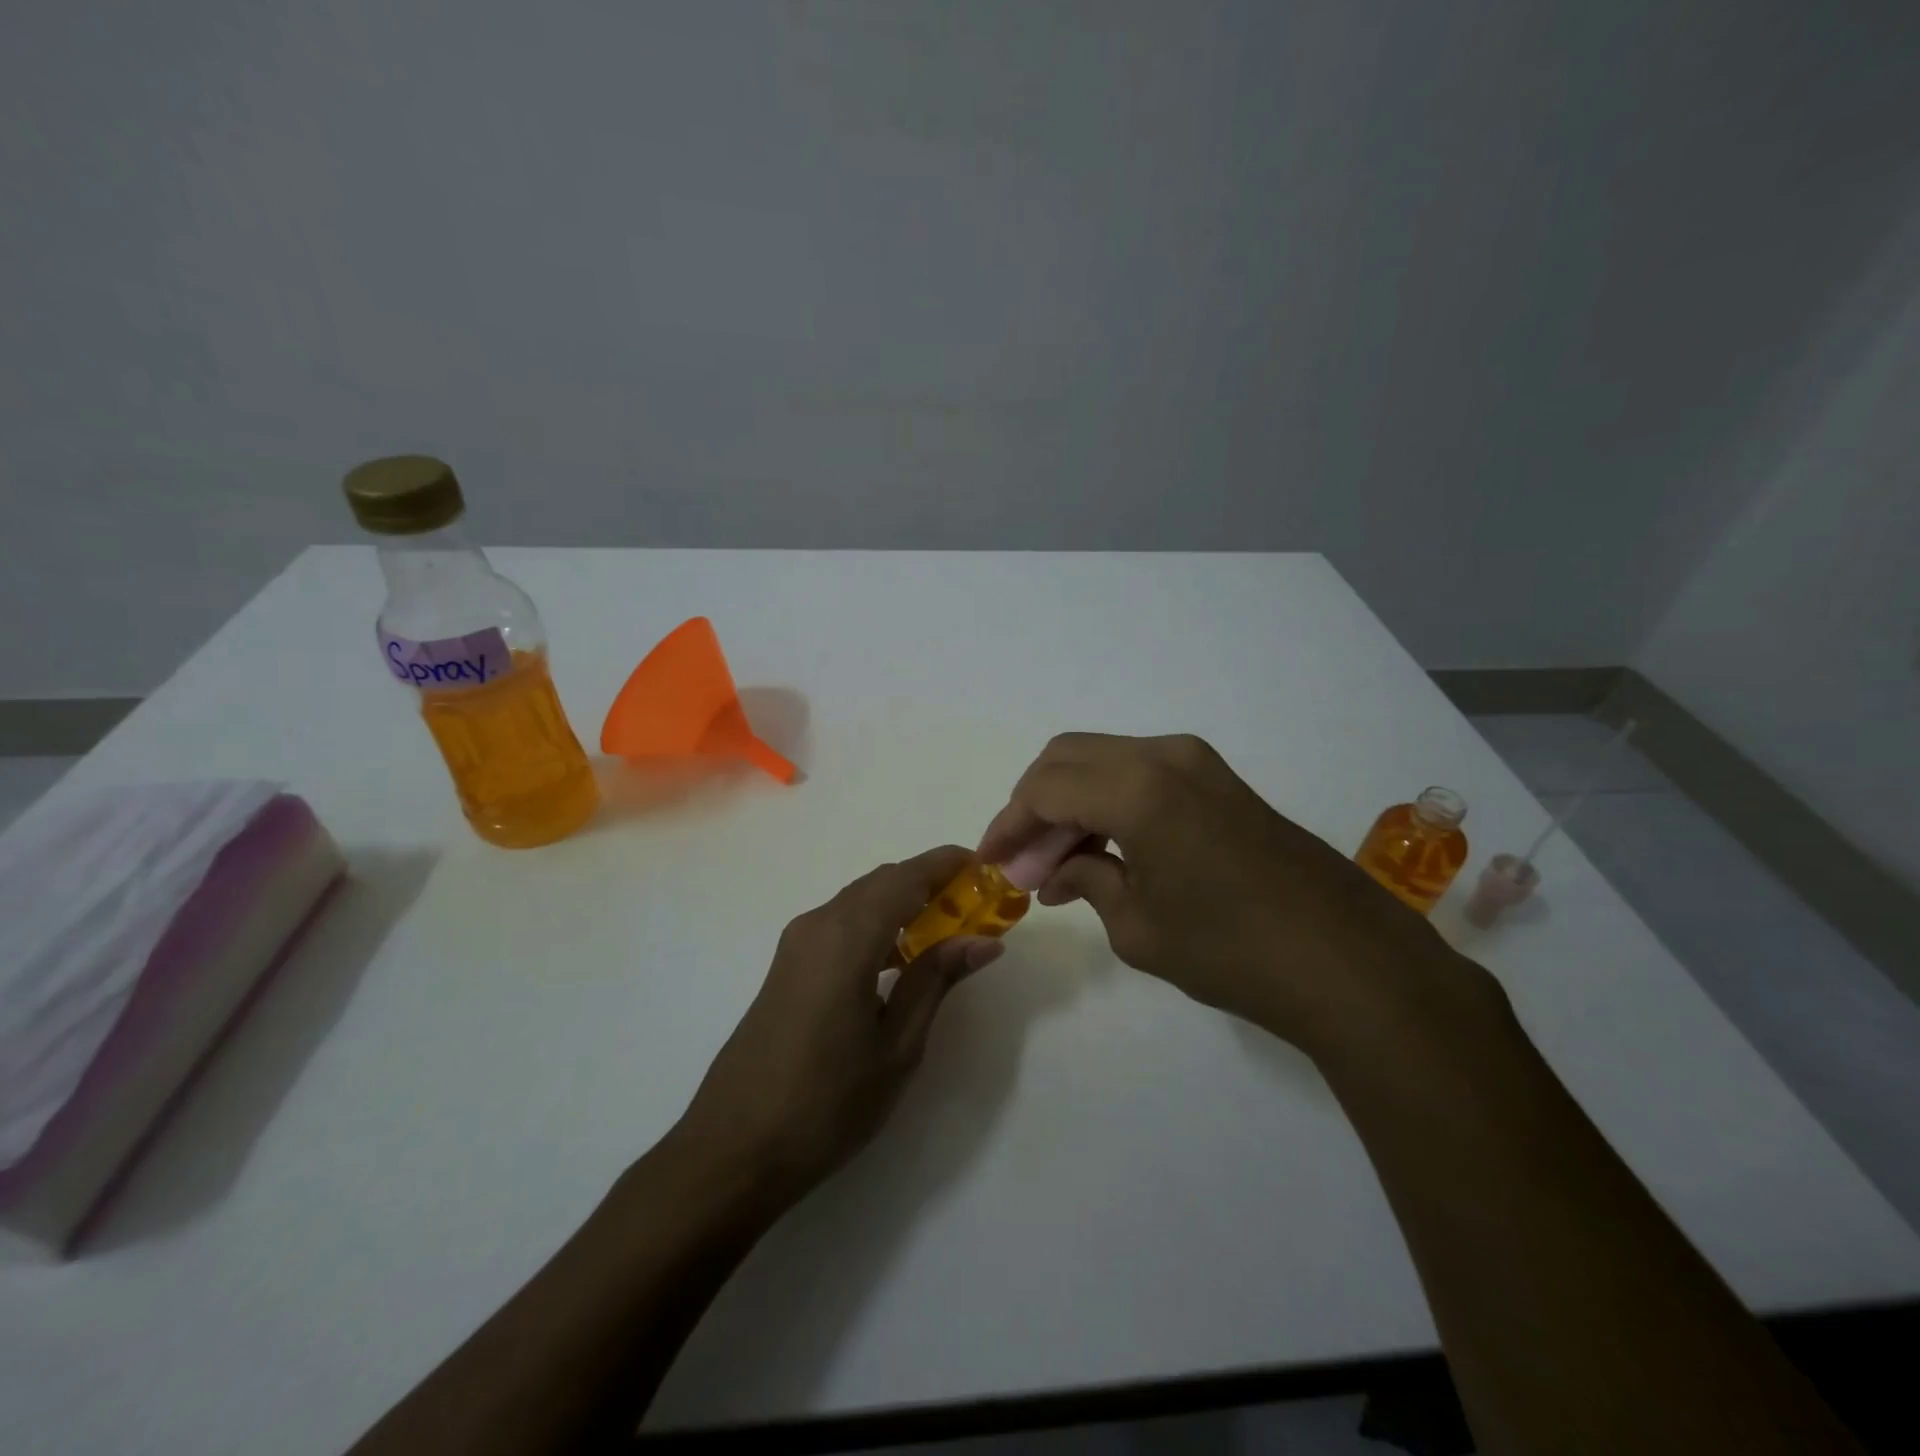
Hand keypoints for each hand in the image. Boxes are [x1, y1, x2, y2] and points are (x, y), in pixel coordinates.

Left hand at [674, 846, 1003, 1202]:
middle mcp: (817, 924)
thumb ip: (937, 981)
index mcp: (847, 937)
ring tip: (948, 932)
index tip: (988, 869)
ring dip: (904, 904)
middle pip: (883, 882)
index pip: (907, 877)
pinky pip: (841, 924)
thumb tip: (984, 941)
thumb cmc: (826, 1103)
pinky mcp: (787, 965)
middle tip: (976, 907)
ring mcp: (796, 944)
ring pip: (860, 901)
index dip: (947, 865)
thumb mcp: (897, 1047)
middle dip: (930, 884)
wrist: (733, 1150)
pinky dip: (877, 924)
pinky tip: (900, 959)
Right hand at [978, 733, 1477, 1053]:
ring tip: (1058, 861)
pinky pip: (1139, 771)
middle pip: (1066, 757)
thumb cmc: (1233, 951)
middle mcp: (1164, 756)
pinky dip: (1107, 799)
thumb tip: (1054, 871)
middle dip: (1033, 805)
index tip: (990, 863)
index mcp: (1137, 789)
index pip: (1044, 789)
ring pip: (1102, 759)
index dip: (1008, 825)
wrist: (1348, 961)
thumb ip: (1086, 881)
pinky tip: (1104, 847)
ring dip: (1070, 800)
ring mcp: (1197, 762)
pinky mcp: (1218, 778)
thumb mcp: (1138, 927)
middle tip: (1023, 861)